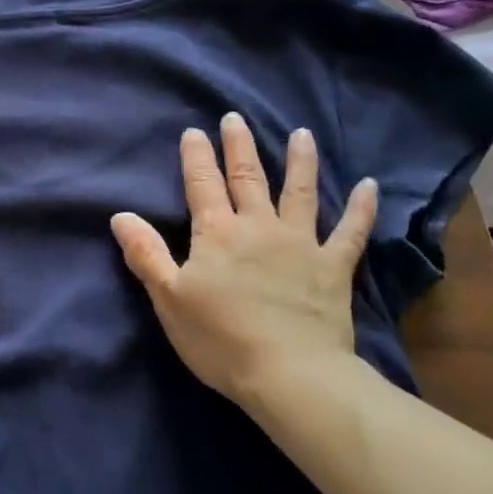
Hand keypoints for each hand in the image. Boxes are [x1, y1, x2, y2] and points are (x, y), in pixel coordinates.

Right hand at [111, 115, 376, 407]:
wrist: (291, 375)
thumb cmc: (220, 338)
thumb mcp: (169, 298)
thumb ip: (146, 254)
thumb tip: (121, 216)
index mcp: (217, 233)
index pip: (202, 184)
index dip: (196, 157)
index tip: (194, 132)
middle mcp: (258, 227)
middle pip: (247, 177)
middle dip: (239, 146)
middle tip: (236, 118)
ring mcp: (301, 244)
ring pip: (300, 192)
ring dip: (300, 161)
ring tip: (301, 134)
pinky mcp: (333, 267)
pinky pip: (351, 232)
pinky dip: (362, 209)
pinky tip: (371, 186)